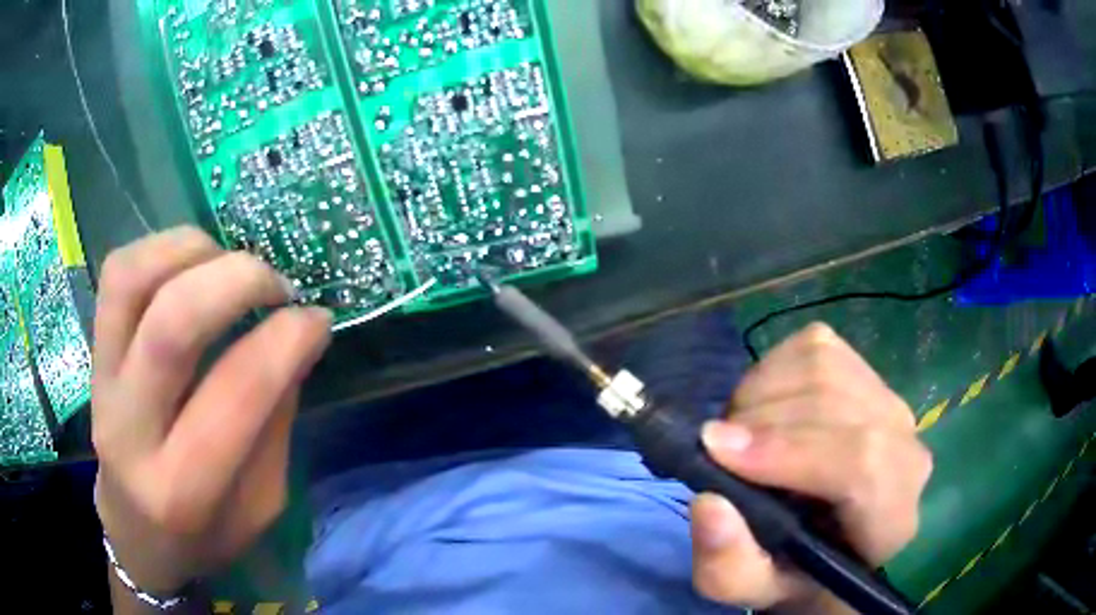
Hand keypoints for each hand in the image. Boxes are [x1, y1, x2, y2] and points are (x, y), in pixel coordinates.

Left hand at [91, 227, 331, 595]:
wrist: (136, 535)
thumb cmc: (205, 535)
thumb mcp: (261, 505)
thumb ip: (275, 422)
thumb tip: (297, 336)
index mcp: (184, 488)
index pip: (236, 392)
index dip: (287, 339)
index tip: (318, 318)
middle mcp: (131, 430)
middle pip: (171, 324)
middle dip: (238, 280)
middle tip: (277, 285)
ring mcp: (102, 382)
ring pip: (132, 280)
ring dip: (193, 251)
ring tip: (227, 264)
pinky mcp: (92, 352)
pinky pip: (117, 273)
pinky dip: (160, 250)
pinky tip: (191, 266)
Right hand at [690, 324, 931, 613]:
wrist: (831, 539)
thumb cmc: (796, 571)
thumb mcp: (753, 589)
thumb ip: (728, 567)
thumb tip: (708, 502)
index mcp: (892, 517)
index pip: (862, 463)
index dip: (790, 449)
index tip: (717, 451)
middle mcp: (906, 447)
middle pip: (836, 403)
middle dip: (761, 420)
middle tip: (715, 449)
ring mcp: (890, 399)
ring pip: (823, 365)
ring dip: (761, 394)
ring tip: (739, 435)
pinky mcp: (867, 369)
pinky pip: (814, 346)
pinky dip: (771, 372)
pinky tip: (763, 409)